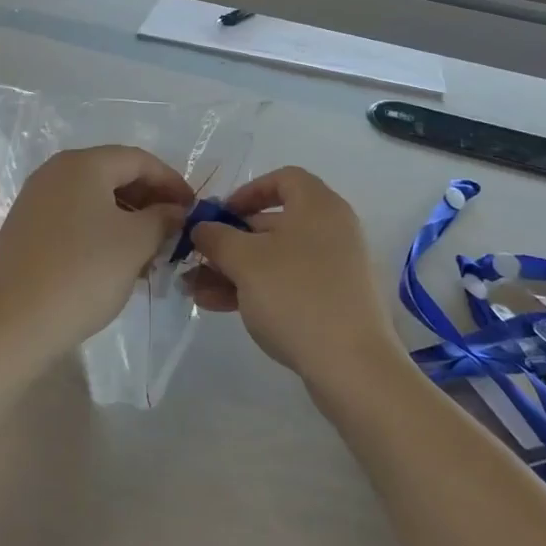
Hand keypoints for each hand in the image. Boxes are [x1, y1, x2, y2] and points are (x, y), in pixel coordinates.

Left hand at [0, 147, 191, 359]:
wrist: (14, 324)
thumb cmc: (83, 273)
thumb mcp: (136, 243)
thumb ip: (163, 218)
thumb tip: (174, 211)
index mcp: (82, 164)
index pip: (139, 160)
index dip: (172, 181)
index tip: (193, 209)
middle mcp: (54, 172)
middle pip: (114, 175)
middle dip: (149, 200)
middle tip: (175, 230)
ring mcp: (35, 200)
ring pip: (94, 198)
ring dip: (127, 218)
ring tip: (151, 251)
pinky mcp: (25, 228)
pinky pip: (74, 217)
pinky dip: (101, 230)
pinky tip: (117, 261)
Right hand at [189, 167, 400, 389]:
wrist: (352, 366)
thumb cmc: (296, 295)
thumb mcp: (244, 260)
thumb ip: (216, 237)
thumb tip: (202, 228)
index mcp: (318, 206)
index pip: (283, 178)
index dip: (247, 191)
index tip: (220, 214)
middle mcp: (330, 230)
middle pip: (273, 223)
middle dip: (229, 239)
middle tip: (197, 256)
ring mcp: (333, 268)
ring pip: (274, 258)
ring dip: (233, 269)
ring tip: (194, 288)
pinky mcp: (331, 302)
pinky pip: (285, 284)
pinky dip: (253, 289)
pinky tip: (216, 305)